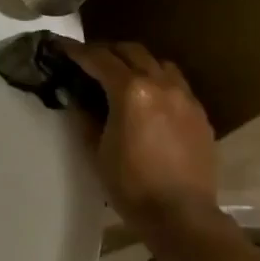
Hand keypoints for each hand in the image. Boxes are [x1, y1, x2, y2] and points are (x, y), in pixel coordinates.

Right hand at [63, 41, 218, 232]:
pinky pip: (175, 83)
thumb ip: (85, 116)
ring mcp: (185, 97)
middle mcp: (161, 85)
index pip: (99, 59)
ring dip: (135, 61)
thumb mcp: (95, 149)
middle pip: (131, 51)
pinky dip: (156, 80)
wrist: (180, 213)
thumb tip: (77, 97)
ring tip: (119, 74)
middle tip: (87, 59)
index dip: (76, 51)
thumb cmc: (129, 184)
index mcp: (131, 92)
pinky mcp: (199, 113)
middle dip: (106, 50)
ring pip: (158, 62)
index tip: (60, 47)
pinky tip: (146, 98)